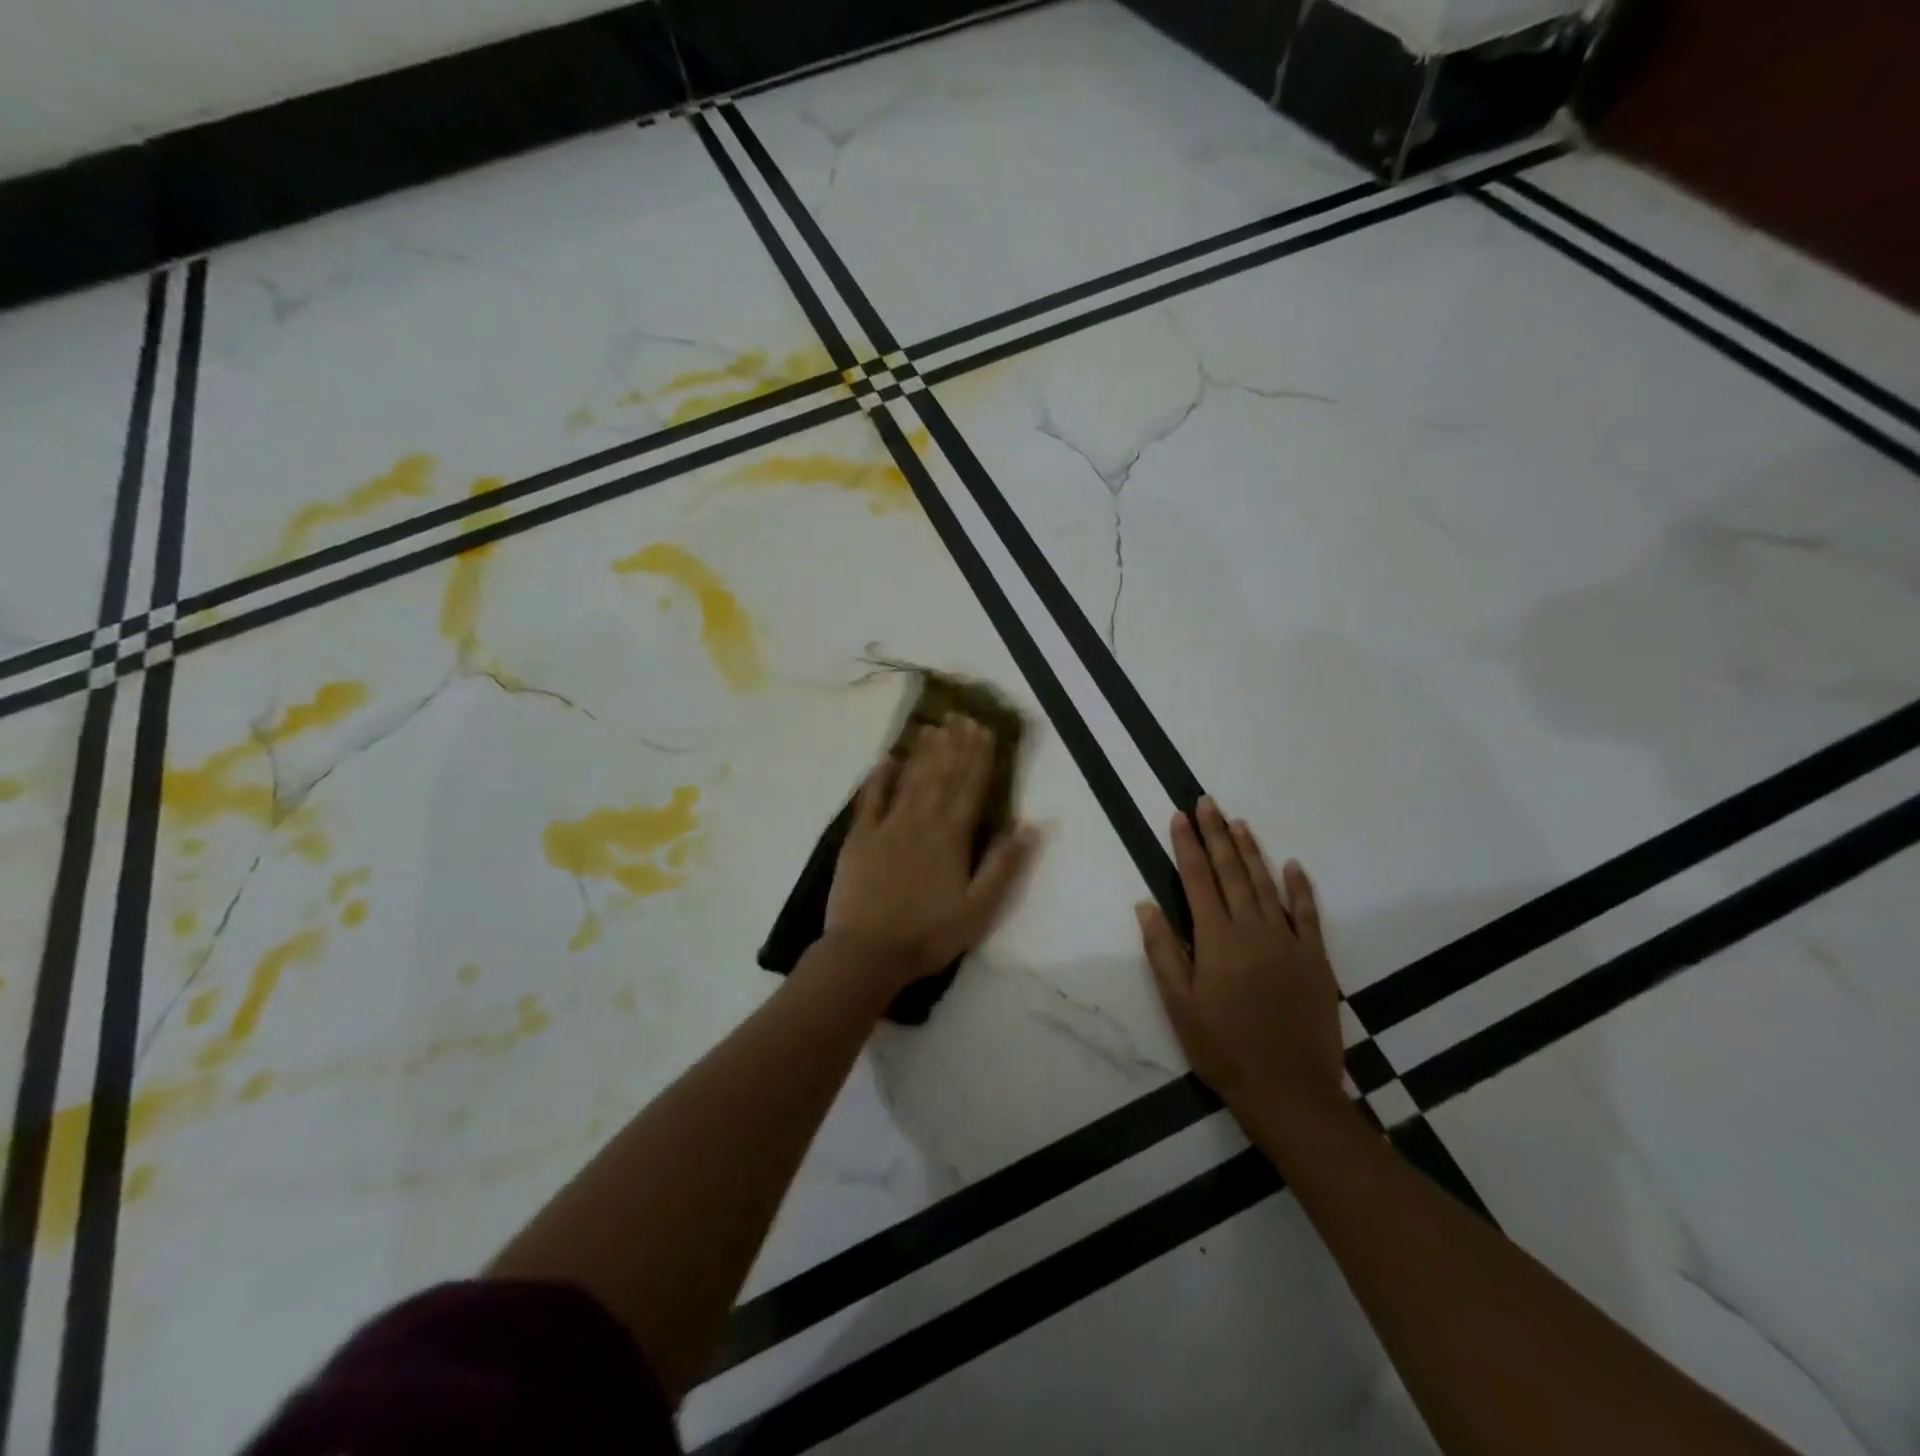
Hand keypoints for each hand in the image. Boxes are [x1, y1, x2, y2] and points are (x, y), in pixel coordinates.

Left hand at [826, 715, 1038, 992]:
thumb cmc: (929, 934)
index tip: (984, 730)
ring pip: (910, 780)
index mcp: (952, 838)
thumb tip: (1028, 825)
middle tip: (961, 716)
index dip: (979, 758)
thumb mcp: (980, 909)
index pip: (970, 788)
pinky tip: (886, 758)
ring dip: (924, 753)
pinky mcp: (859, 838)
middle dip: (954, 745)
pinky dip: (878, 777)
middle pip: (942, 776)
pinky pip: (870, 799)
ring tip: (934, 727)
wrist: (867, 952)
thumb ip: (1003, 865)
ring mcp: (887, 827)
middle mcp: (921, 822)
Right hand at [1137, 798, 1344, 1118]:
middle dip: (1216, 834)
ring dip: (1250, 850)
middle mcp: (1253, 929)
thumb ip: (1163, 951)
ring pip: (1266, 884)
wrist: (1288, 1089)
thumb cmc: (1223, 1048)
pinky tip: (1292, 864)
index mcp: (1216, 939)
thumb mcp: (1179, 1004)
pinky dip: (1299, 887)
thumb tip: (1146, 904)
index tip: (1179, 816)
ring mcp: (1288, 941)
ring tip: (1238, 822)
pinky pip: (1307, 913)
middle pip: (1231, 871)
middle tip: (1207, 802)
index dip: (1187, 845)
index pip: (1197, 879)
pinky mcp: (1315, 958)